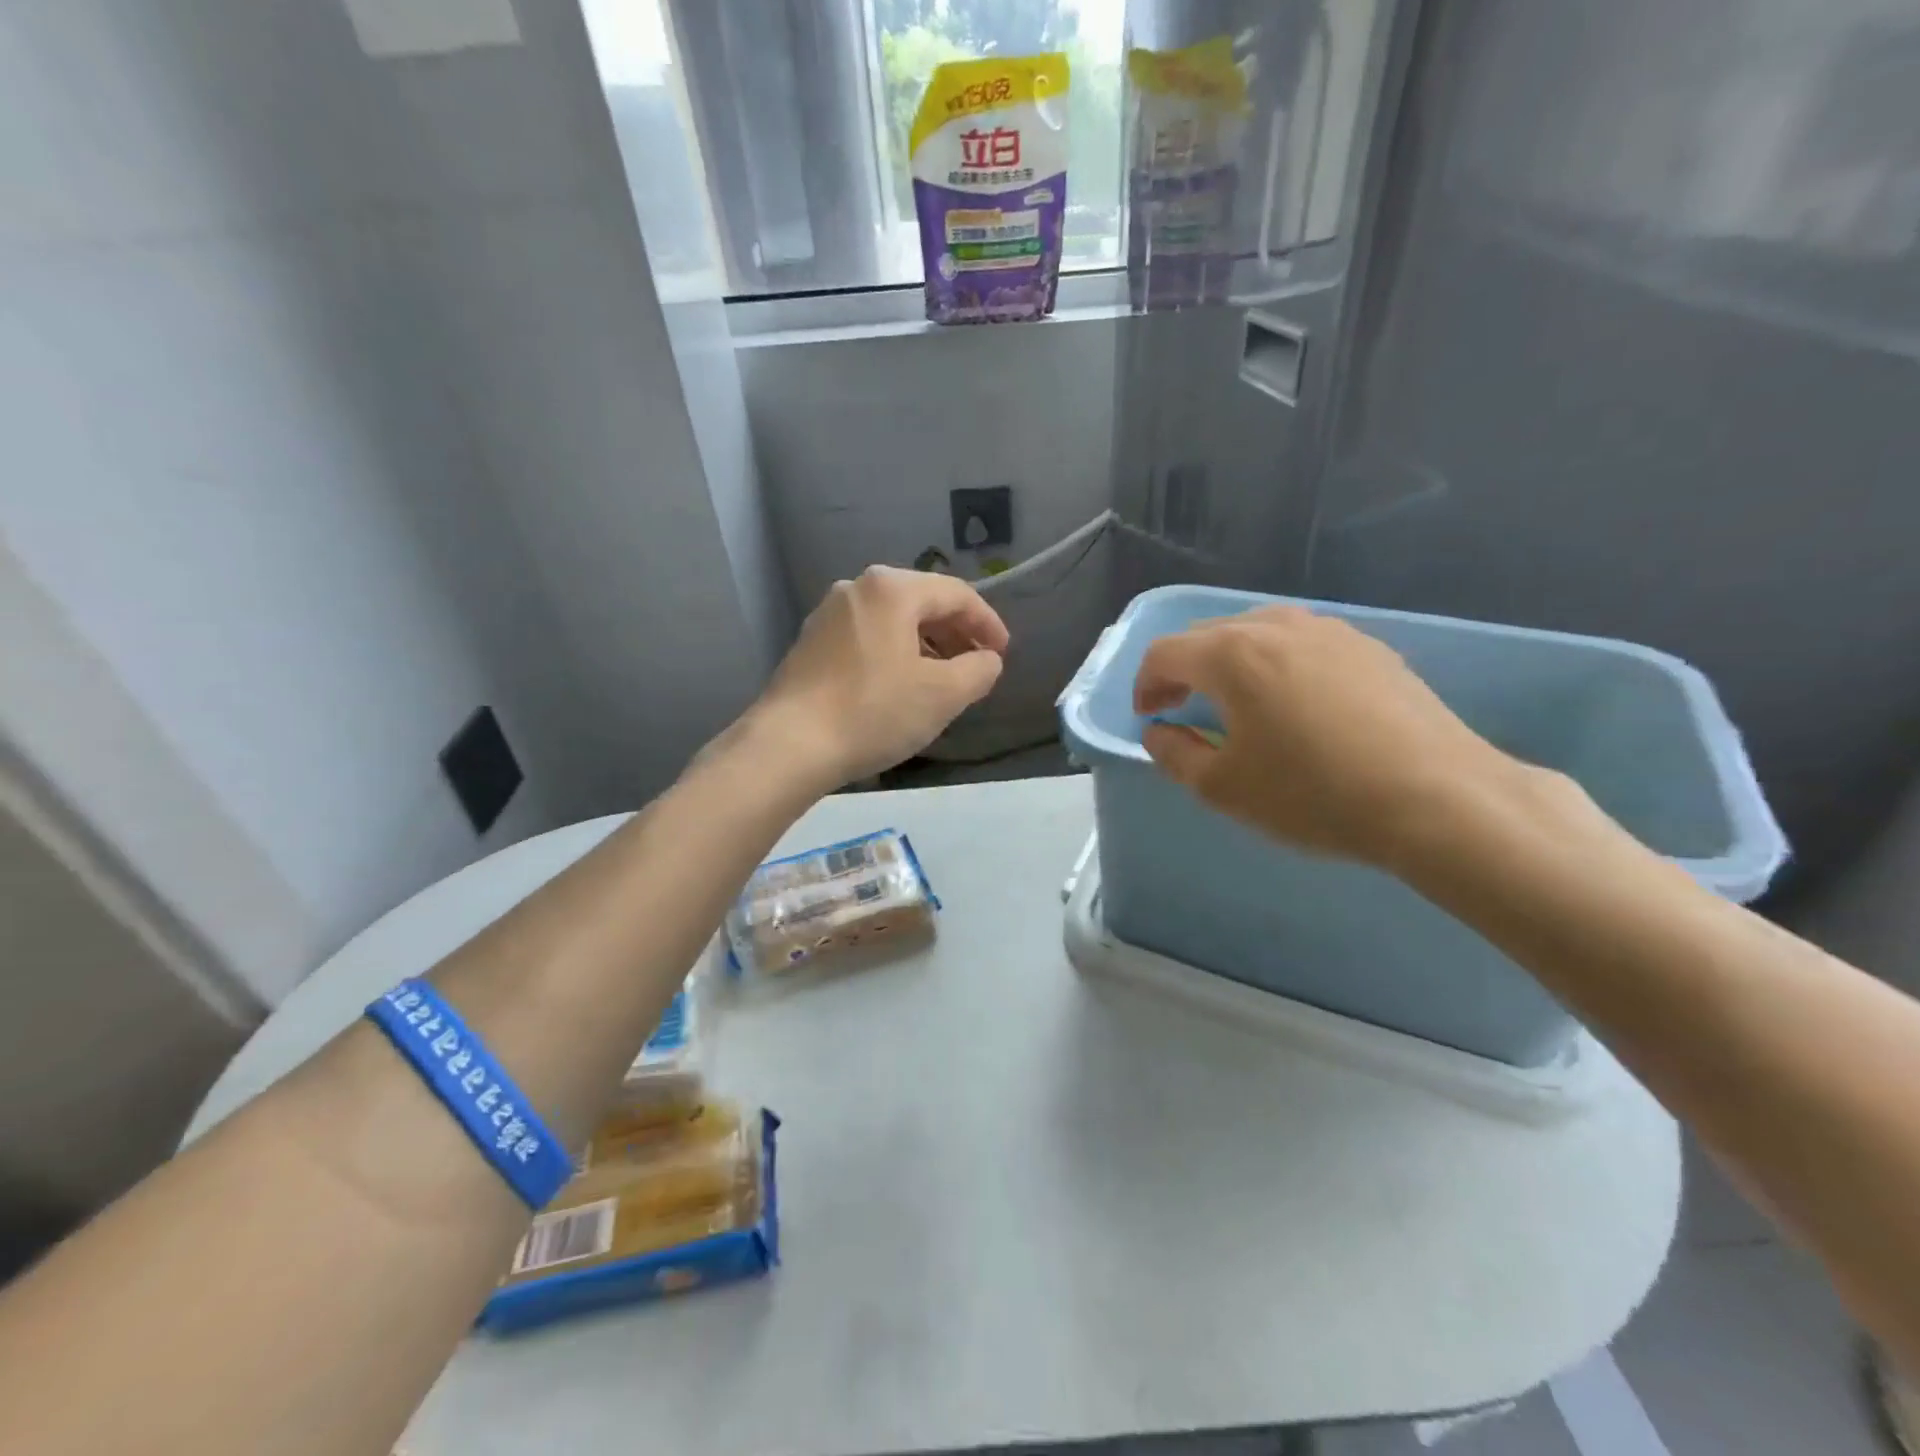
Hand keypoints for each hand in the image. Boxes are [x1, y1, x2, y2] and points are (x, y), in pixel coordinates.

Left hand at [752, 566, 1008, 789]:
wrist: (790, 745)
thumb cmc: (873, 712)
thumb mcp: (942, 695)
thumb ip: (979, 671)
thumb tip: (987, 660)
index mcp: (892, 589)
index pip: (957, 594)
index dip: (988, 623)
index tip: (1003, 654)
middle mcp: (857, 589)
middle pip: (922, 603)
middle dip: (956, 634)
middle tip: (976, 667)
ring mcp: (828, 615)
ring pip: (892, 621)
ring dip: (926, 646)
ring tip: (942, 680)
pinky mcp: (810, 643)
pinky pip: (867, 637)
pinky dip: (894, 654)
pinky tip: (900, 686)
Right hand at [1134, 605, 1519, 866]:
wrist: (1437, 799)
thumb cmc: (1313, 794)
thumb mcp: (1223, 788)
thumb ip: (1174, 754)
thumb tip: (1159, 732)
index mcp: (1232, 654)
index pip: (1164, 653)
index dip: (1145, 685)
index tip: (1149, 719)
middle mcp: (1276, 626)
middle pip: (1207, 635)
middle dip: (1183, 670)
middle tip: (1180, 709)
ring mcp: (1329, 631)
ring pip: (1257, 632)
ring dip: (1229, 662)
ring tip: (1234, 703)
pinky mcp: (1369, 647)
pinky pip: (1301, 643)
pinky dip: (1276, 663)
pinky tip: (1293, 703)